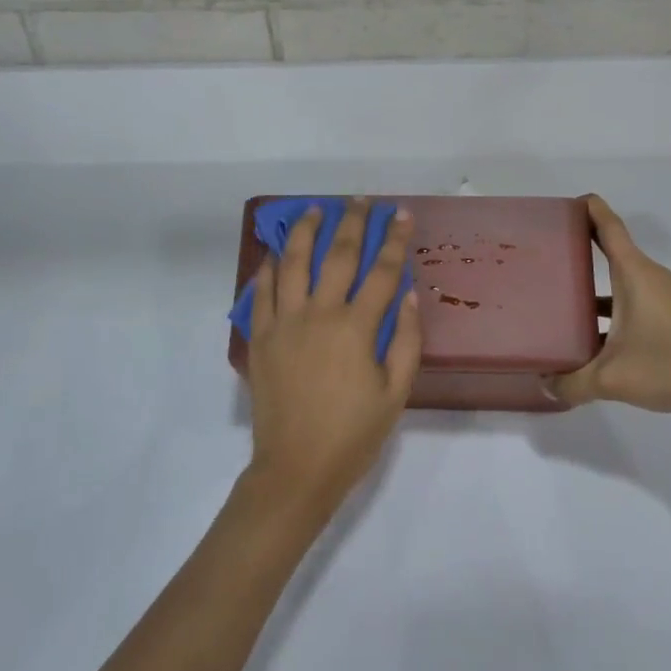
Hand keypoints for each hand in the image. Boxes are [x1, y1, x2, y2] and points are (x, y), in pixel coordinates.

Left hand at [243, 200, 422, 525]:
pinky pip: (262, 290)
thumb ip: (406, 341)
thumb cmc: (352, 435)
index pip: (382, 271)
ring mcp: (285, 322)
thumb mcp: (395, 394)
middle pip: (339, 255)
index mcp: (356, 328)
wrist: (295, 470)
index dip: (395, 240)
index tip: (402, 214)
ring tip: (315, 209)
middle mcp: (319, 314)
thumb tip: (409, 295)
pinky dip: (270, 266)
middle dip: (354, 222)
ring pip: (294, 262)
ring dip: (306, 230)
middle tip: (362, 200)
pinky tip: (277, 251)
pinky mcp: (262, 336)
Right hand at [546, 195, 670, 424]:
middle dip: (583, 243)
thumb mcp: (612, 378)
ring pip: (622, 278)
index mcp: (634, 274)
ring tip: (562, 293)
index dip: (590, 209)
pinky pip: (633, 298)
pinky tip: (593, 331)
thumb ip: (572, 382)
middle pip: (613, 248)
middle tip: (549, 249)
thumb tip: (544, 384)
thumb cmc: (670, 367)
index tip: (567, 202)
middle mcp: (649, 277)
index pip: (609, 227)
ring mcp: (663, 297)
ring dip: (595, 280)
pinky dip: (611, 304)